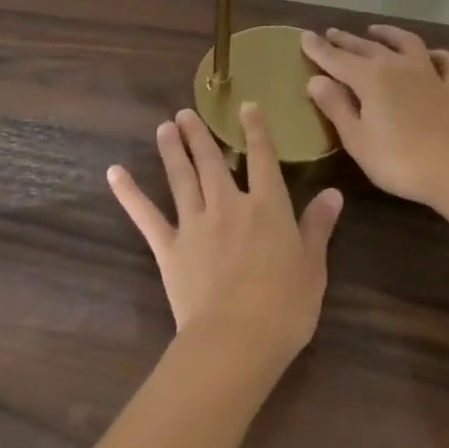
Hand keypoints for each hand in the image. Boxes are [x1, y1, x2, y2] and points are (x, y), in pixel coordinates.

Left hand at [109, 106, 342, 369]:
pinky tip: (115, 173)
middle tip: (185, 112)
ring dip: (172, 150)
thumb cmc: (284, 308)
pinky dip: (129, 193)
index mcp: (267, 207)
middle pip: (212, 161)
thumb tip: (333, 193)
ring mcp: (194, 224)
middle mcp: (228, 205)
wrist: (234, 341)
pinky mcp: (169, 247)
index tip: (246, 107)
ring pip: (181, 178)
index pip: (262, 158)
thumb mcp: (312, 267)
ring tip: (164, 127)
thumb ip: (318, 226)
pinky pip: (146, 215)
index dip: (256, 130)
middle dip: (200, 134)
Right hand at [302, 26, 448, 208]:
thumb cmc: (398, 161)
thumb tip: (316, 80)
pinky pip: (446, 63)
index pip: (336, 59)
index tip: (304, 36)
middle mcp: (397, 66)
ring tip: (374, 30)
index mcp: (370, 78)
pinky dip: (437, 55)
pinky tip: (430, 55)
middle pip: (366, 47)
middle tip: (330, 33)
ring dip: (388, 34)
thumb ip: (336, 107)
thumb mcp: (357, 139)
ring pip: (406, 43)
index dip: (318, 49)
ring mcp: (428, 75)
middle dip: (346, 40)